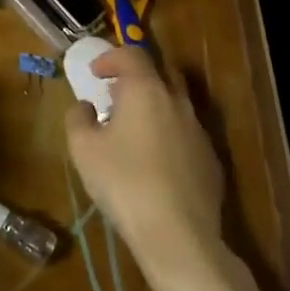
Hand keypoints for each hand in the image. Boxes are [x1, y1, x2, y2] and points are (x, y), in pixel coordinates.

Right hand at [65, 46, 224, 272]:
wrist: (179, 236)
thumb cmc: (124, 182)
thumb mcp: (83, 148)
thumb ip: (78, 118)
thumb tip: (85, 107)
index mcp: (146, 90)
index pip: (132, 54)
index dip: (111, 57)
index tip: (95, 73)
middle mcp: (177, 102)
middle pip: (161, 73)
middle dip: (137, 77)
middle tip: (116, 95)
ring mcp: (199, 131)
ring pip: (176, 104)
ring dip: (154, 107)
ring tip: (132, 131)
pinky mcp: (211, 161)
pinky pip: (186, 134)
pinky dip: (168, 134)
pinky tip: (155, 163)